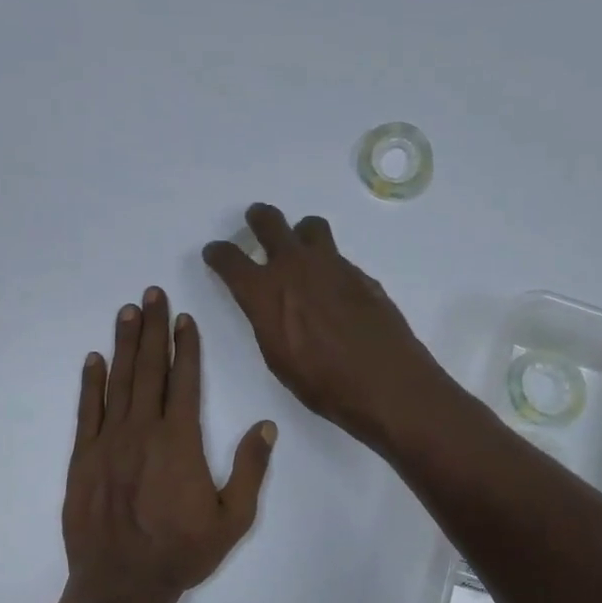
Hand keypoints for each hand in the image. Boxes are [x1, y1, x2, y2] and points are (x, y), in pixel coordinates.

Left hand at [62, 287, 275, 602]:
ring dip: (124, 344)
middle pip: (149, 370)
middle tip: (151, 293)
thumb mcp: (233, 520)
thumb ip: (249, 470)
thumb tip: (266, 426)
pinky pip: (87, 411)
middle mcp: (142, 432)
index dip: (185, 346)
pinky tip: (94, 359)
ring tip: (127, 311)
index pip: (184, 381)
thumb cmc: (181, 554)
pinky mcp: (83, 458)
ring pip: (118, 382)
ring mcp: (108, 443)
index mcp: (180, 442)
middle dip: (152, 329)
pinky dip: (90, 383)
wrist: (120, 586)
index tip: (183, 318)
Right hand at [202, 204, 450, 450]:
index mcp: (265, 292)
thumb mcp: (278, 359)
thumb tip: (272, 306)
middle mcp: (295, 267)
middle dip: (259, 219)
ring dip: (300, 232)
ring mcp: (332, 266)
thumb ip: (269, 321)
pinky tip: (335, 290)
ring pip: (311, 228)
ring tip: (303, 248)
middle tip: (257, 221)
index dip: (218, 254)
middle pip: (270, 222)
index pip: (230, 259)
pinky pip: (338, 257)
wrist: (385, 383)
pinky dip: (329, 265)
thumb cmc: (323, 384)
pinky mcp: (361, 275)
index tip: (216, 252)